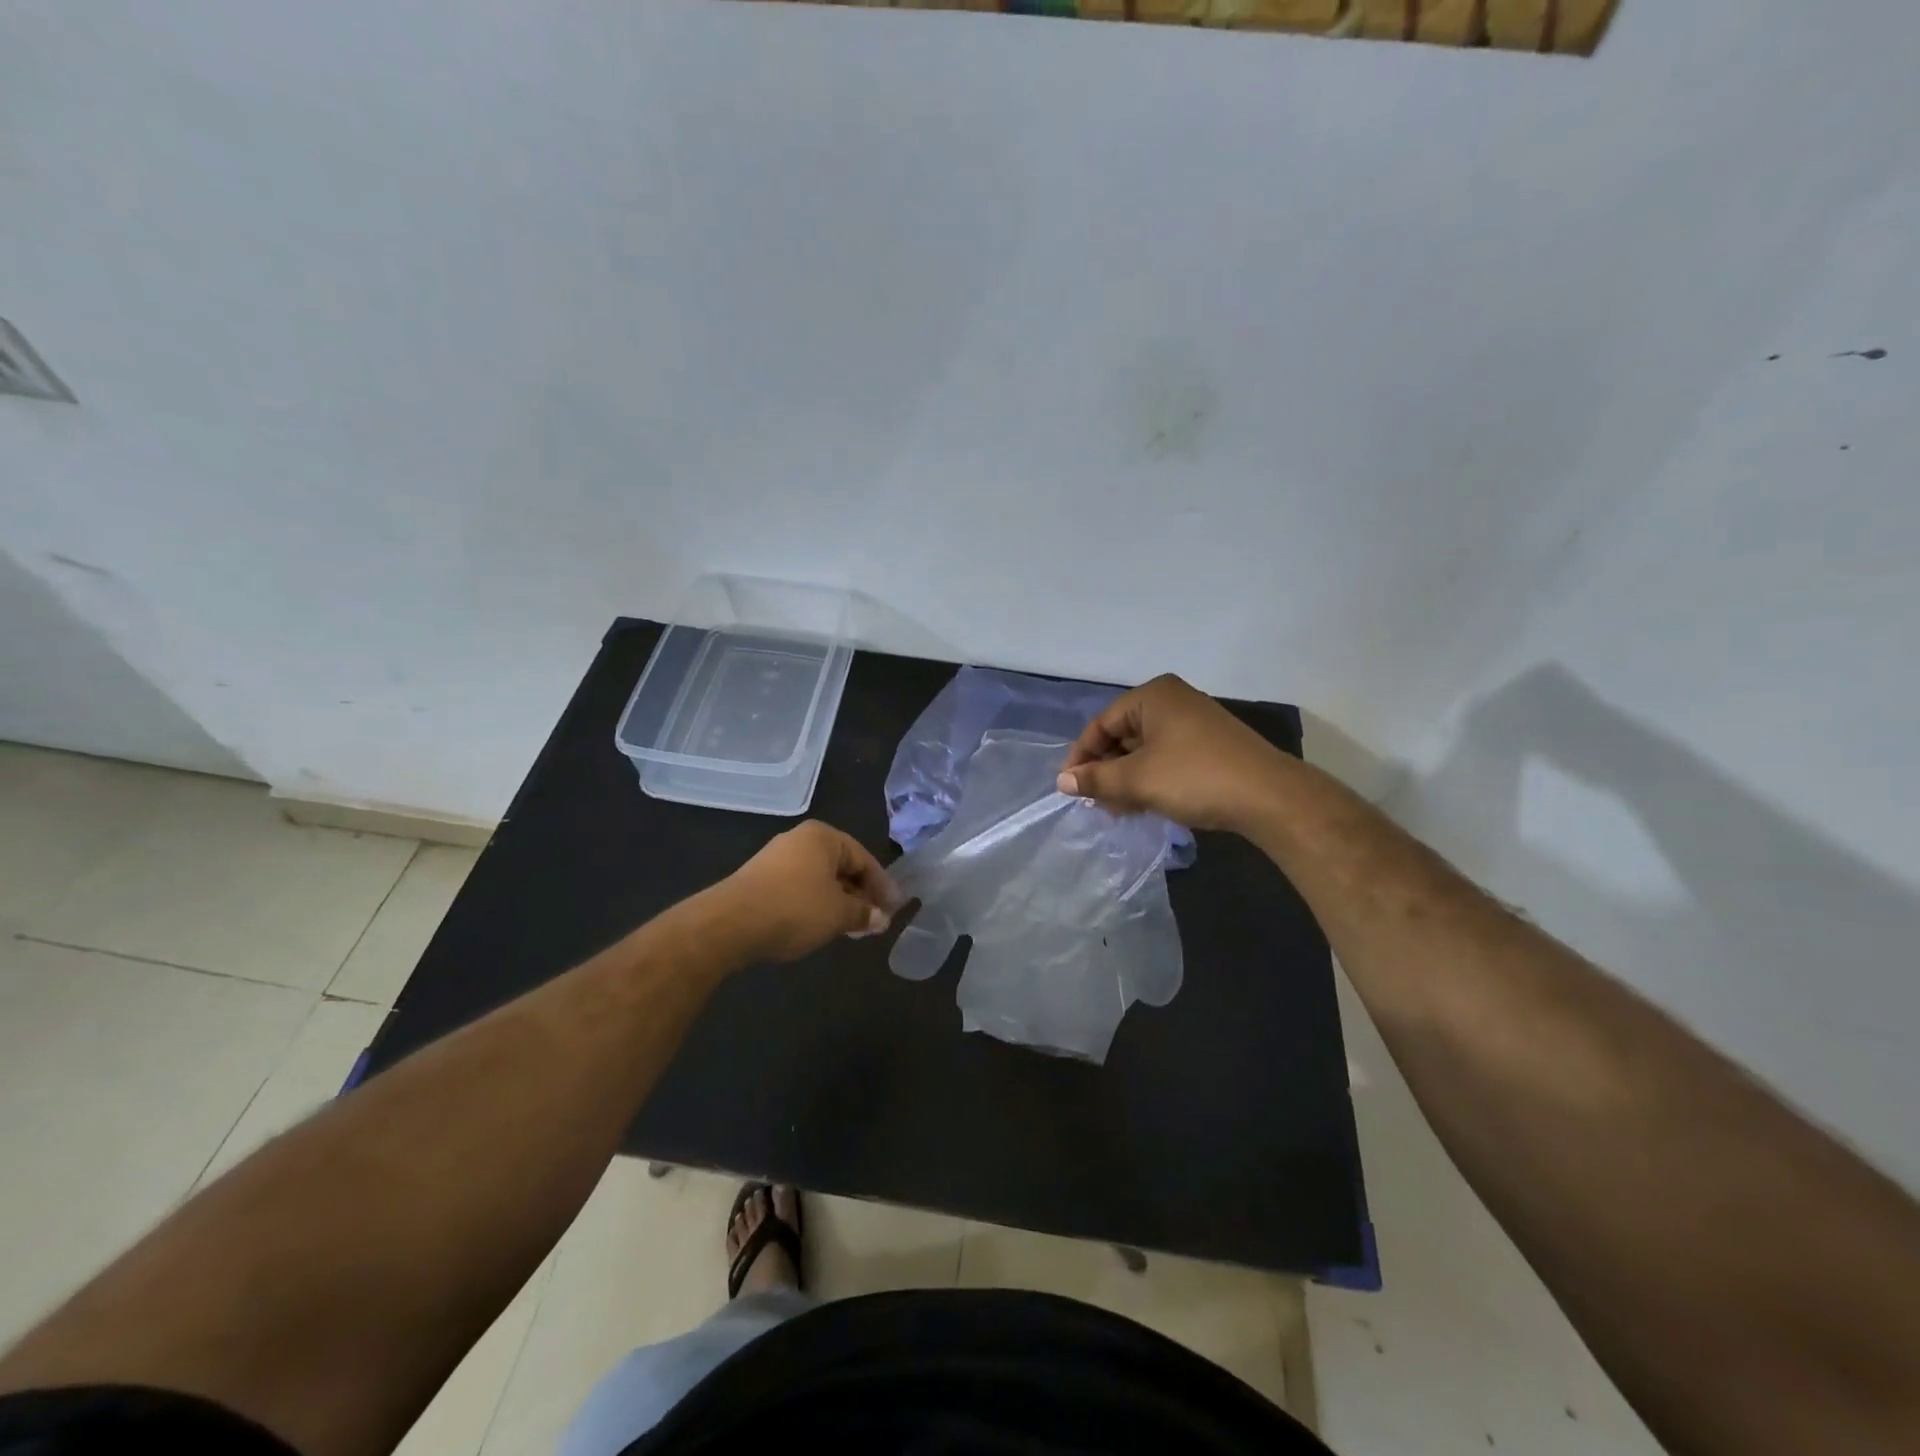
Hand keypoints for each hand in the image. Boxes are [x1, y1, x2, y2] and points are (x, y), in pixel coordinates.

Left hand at [717, 821, 900, 962]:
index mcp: (823, 837)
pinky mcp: (759, 879)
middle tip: (874, 921)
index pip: (864, 859)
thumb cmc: (794, 908)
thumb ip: (864, 913)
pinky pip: (799, 887)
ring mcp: (776, 858)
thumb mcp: (838, 914)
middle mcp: (800, 840)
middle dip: (860, 894)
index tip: (894, 909)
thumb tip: (881, 919)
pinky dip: (815, 904)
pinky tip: (820, 925)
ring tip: (850, 927)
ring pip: (820, 879)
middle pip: (841, 866)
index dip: (882, 886)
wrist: (729, 924)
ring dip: (838, 901)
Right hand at [1057, 673, 1288, 833]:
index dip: (1082, 756)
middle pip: (1123, 735)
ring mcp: (1195, 722)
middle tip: (1096, 803)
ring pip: (1145, 750)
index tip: (1071, 788)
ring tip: (1119, 810)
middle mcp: (1173, 701)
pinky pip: (1167, 757)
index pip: (1102, 724)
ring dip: (1127, 779)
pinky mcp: (1210, 745)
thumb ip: (1096, 779)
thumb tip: (1062, 781)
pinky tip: (1145, 805)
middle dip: (1106, 770)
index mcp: (1153, 696)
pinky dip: (1151, 779)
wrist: (1268, 797)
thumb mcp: (1137, 780)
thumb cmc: (1194, 778)